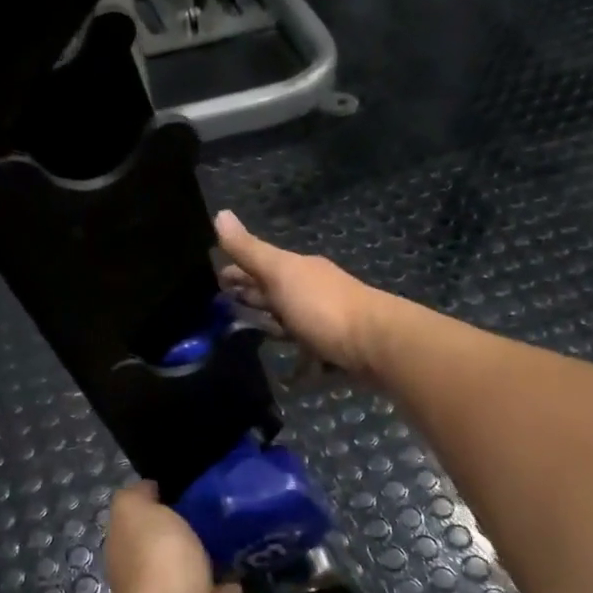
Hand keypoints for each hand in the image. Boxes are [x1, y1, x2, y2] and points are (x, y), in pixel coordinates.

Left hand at [99, 482, 272, 592]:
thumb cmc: (158, 563)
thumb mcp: (138, 513)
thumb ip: (138, 497)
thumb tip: (149, 488)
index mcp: (138, 560)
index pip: (148, 533)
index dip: (164, 514)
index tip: (194, 493)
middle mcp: (160, 592)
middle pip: (179, 567)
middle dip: (198, 550)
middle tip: (232, 524)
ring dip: (227, 585)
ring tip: (252, 560)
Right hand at [215, 211, 393, 377]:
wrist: (375, 343)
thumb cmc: (322, 306)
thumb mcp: (280, 273)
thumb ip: (249, 250)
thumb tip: (219, 213)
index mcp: (299, 270)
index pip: (261, 266)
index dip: (238, 271)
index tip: (216, 279)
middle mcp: (314, 291)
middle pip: (276, 292)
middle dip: (253, 297)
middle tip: (224, 307)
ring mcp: (326, 321)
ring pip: (292, 321)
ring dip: (274, 326)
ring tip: (250, 336)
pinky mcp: (336, 350)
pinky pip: (310, 354)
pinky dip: (298, 363)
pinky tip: (288, 378)